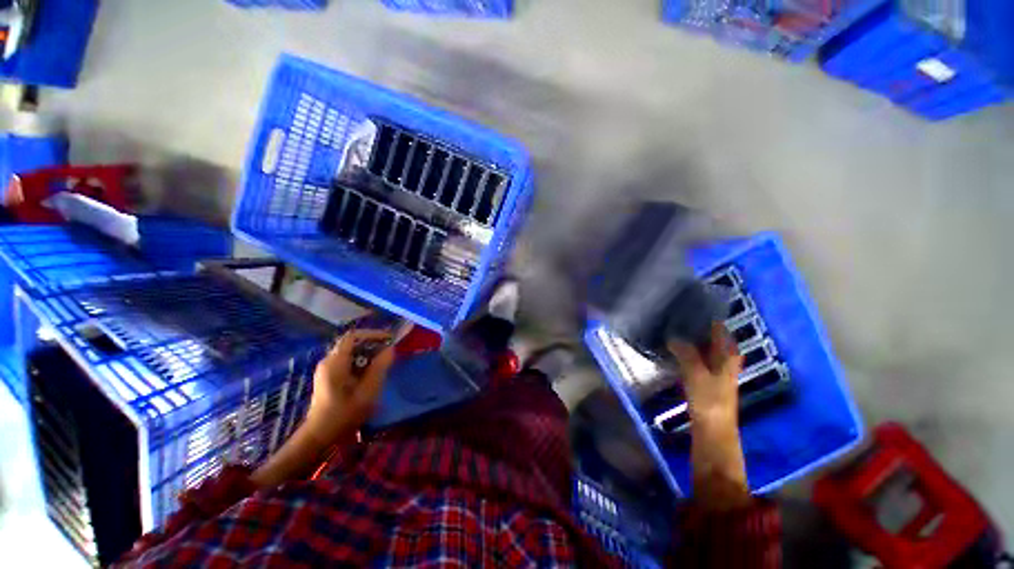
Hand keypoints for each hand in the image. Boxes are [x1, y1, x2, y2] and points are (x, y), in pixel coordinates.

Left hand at [304, 330, 394, 445]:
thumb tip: (390, 349)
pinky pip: (346, 361)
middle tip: (389, 350)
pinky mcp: (327, 377)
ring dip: (367, 353)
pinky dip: (360, 361)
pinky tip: (370, 372)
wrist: (320, 435)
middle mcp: (328, 361)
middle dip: (372, 344)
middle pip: (351, 343)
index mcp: (335, 362)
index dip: (372, 334)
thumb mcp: (368, 390)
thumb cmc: (344, 413)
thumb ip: (380, 367)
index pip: (353, 336)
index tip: (388, 339)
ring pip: (350, 352)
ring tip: (383, 361)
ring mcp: (326, 369)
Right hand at [668, 323, 742, 426]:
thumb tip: (672, 337)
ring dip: (689, 337)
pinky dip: (686, 348)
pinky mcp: (705, 376)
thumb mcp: (695, 373)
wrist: (712, 428)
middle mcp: (724, 358)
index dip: (706, 316)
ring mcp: (715, 367)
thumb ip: (685, 352)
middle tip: (675, 313)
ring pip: (702, 345)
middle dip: (695, 325)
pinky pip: (696, 355)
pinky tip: (673, 345)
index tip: (688, 306)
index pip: (719, 328)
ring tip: (671, 326)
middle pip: (711, 336)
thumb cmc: (709, 400)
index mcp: (728, 355)